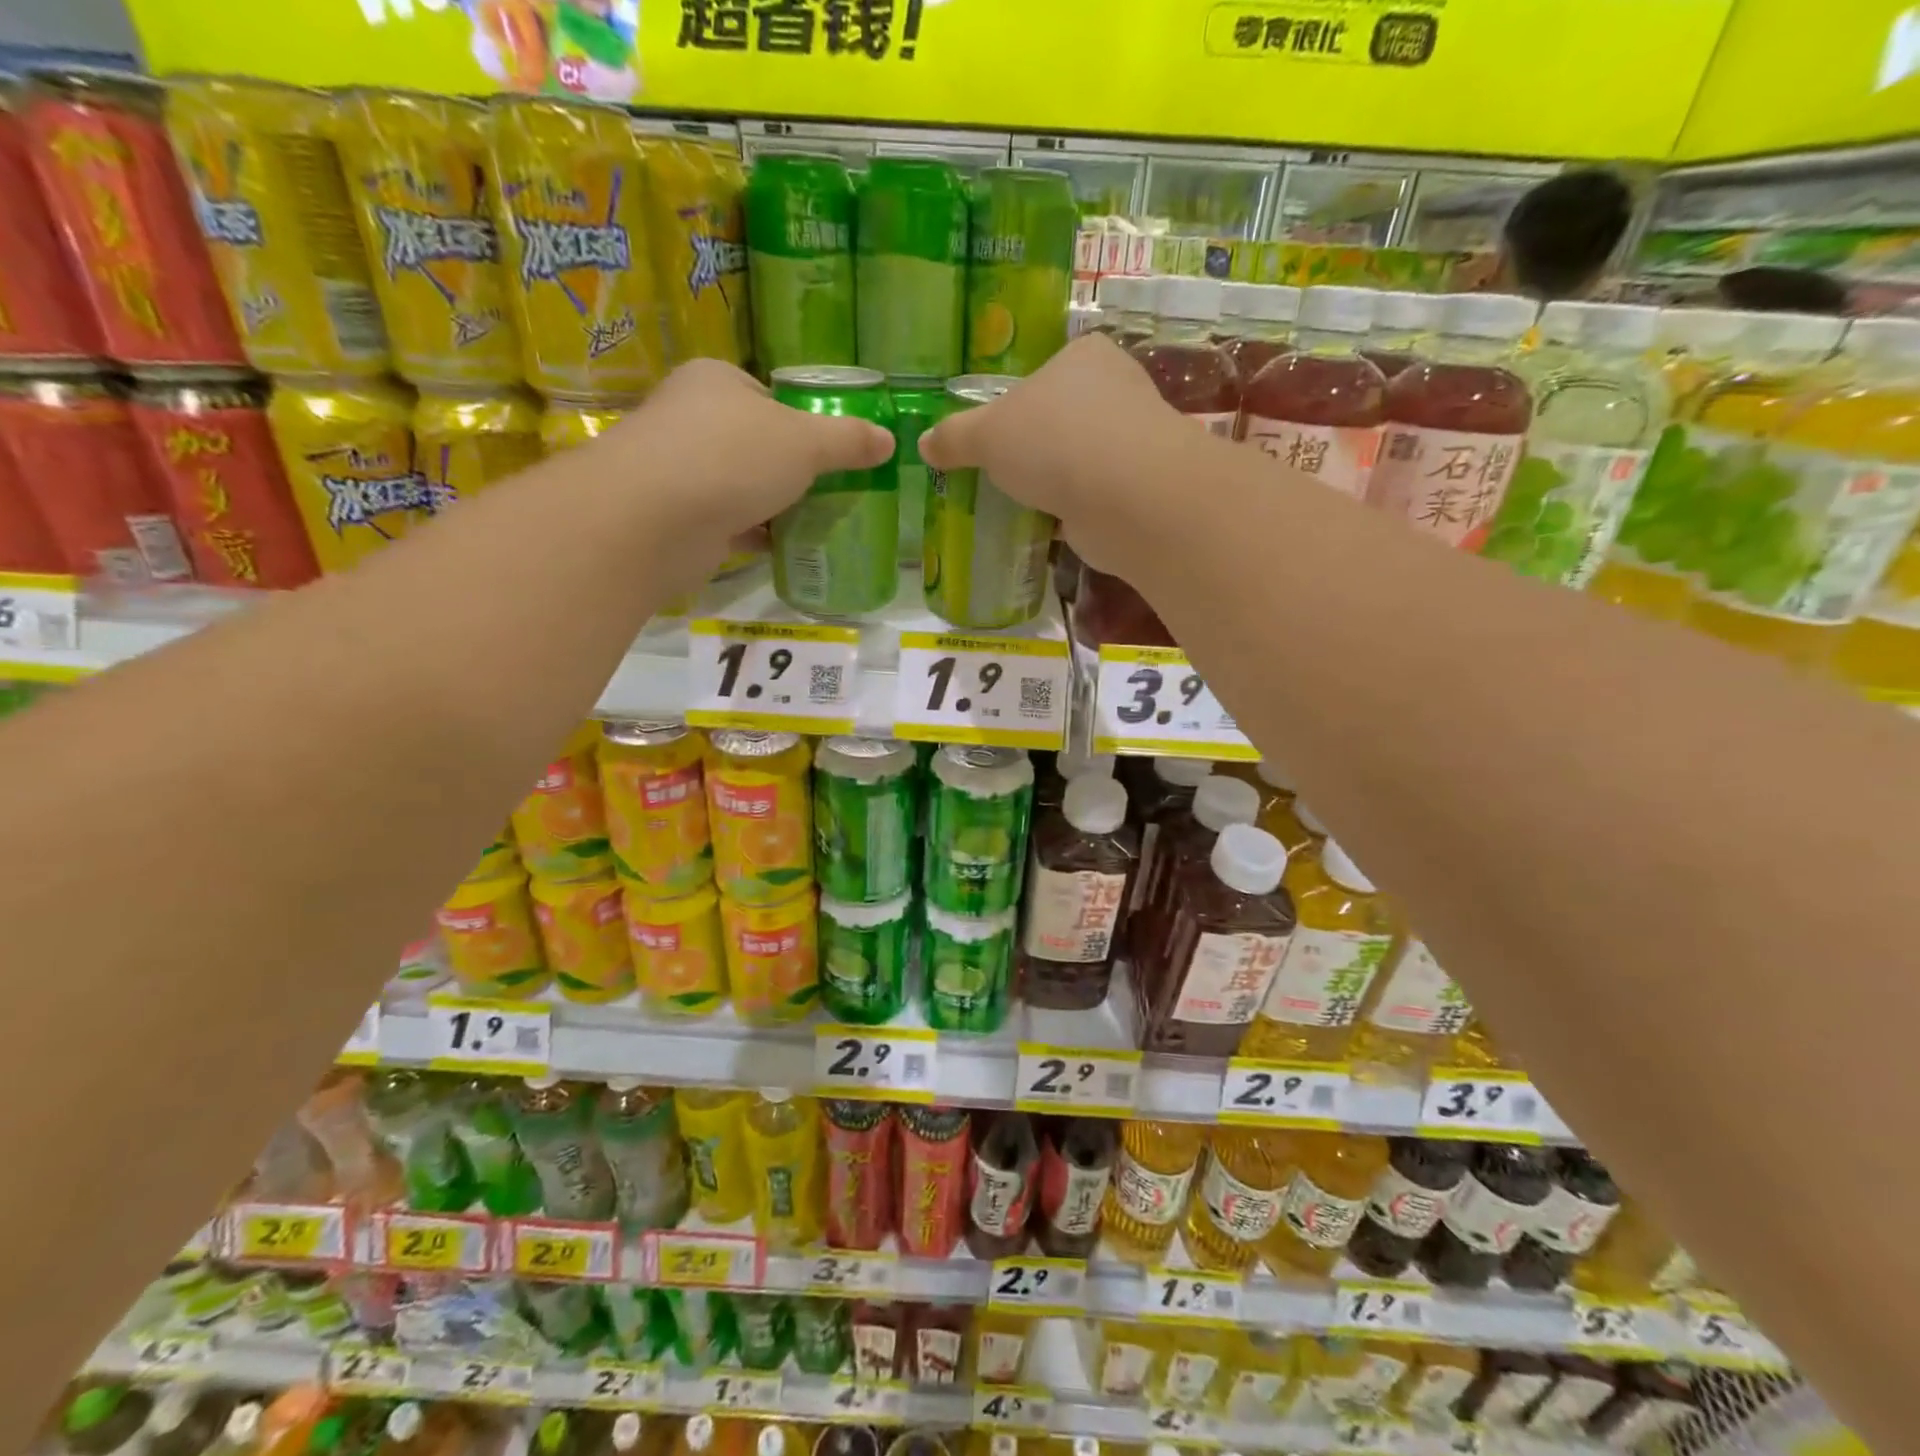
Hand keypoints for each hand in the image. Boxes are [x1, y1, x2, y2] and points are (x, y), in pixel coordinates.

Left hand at [601, 357, 896, 549]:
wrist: (653, 520)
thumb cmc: (731, 458)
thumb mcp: (805, 442)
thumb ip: (847, 440)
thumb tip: (888, 440)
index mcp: (717, 381)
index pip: (769, 396)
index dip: (804, 422)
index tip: (834, 453)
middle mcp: (692, 418)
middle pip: (757, 443)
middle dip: (793, 470)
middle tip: (834, 491)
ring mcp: (681, 470)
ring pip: (743, 485)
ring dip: (776, 504)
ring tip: (821, 522)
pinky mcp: (679, 517)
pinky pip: (730, 522)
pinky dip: (757, 534)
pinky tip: (788, 548)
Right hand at [919, 334, 1183, 575]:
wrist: (1127, 497)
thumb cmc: (1054, 442)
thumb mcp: (987, 435)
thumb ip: (955, 437)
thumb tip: (924, 444)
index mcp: (1085, 356)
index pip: (1045, 372)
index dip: (1018, 401)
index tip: (996, 432)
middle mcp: (1117, 390)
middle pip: (1063, 418)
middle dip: (1036, 447)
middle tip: (1002, 473)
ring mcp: (1134, 442)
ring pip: (1080, 460)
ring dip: (1056, 483)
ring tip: (1020, 504)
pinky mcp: (1139, 490)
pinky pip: (1094, 497)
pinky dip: (1073, 512)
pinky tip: (1047, 528)